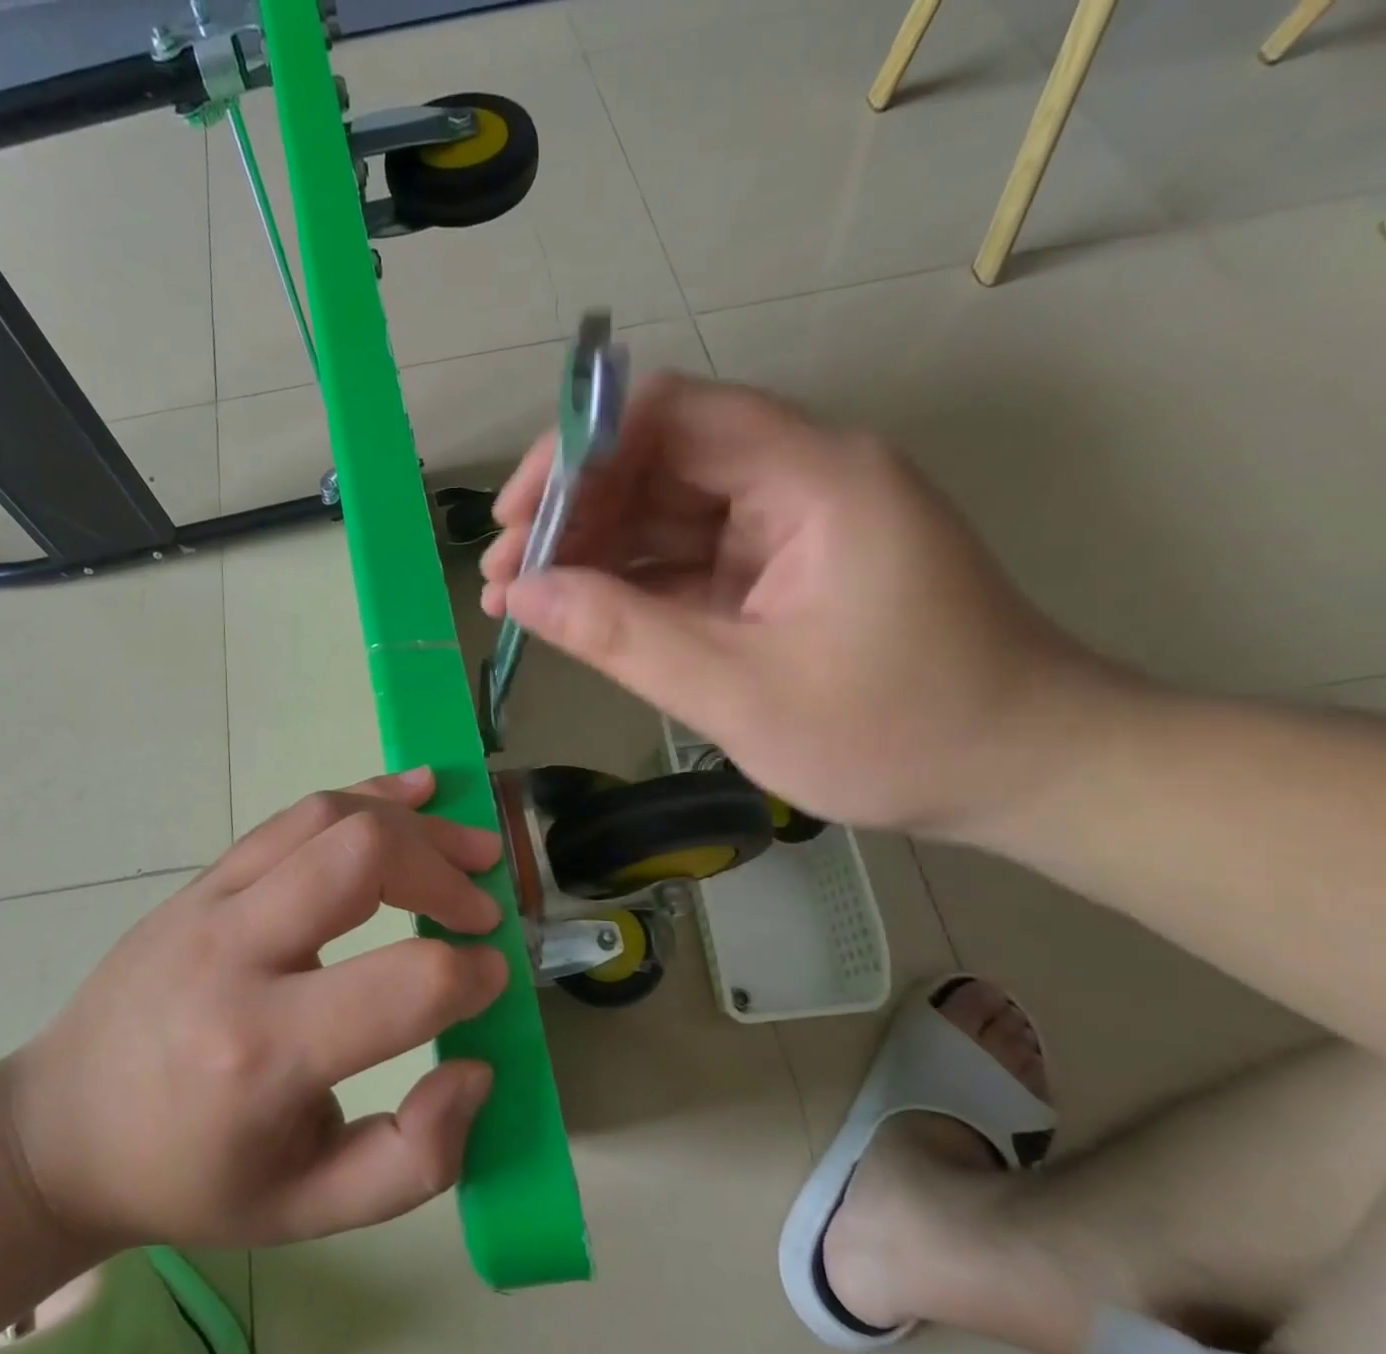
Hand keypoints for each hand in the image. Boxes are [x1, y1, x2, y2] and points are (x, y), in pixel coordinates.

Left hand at [8, 769, 506, 1248]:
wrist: (62, 1128)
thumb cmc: (189, 1178)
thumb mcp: (308, 1210)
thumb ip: (414, 1158)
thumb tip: (476, 1066)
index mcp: (263, 1052)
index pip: (405, 983)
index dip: (470, 975)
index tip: (489, 978)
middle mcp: (234, 954)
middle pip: (364, 857)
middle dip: (444, 870)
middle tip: (483, 905)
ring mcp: (210, 900)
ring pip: (328, 816)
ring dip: (412, 822)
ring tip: (467, 842)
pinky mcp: (203, 878)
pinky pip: (293, 817)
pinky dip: (363, 795)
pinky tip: (409, 792)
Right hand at [480, 373, 1115, 835]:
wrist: (1020, 771)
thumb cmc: (897, 734)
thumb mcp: (743, 693)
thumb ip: (625, 637)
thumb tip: (524, 595)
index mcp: (812, 478)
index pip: (672, 414)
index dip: (578, 452)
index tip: (515, 517)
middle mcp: (798, 479)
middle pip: (657, 459)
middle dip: (570, 511)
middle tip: (503, 574)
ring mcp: (787, 526)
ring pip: (663, 510)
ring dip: (588, 550)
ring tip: (517, 598)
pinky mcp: (778, 570)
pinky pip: (685, 557)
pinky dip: (627, 583)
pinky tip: (572, 612)